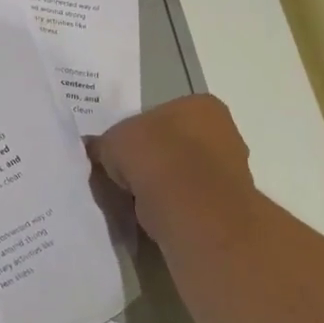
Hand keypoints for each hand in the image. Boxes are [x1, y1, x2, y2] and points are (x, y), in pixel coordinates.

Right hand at [90, 95, 260, 253]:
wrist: (195, 212)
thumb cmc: (156, 159)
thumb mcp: (112, 142)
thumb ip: (102, 144)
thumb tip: (92, 148)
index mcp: (200, 105)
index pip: (159, 115)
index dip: (134, 135)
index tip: (118, 155)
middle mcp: (224, 132)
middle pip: (173, 145)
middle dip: (150, 161)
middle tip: (123, 178)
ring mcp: (231, 170)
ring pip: (182, 174)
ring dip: (161, 187)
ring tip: (136, 202)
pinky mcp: (229, 205)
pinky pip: (190, 201)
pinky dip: (173, 208)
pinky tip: (154, 217)